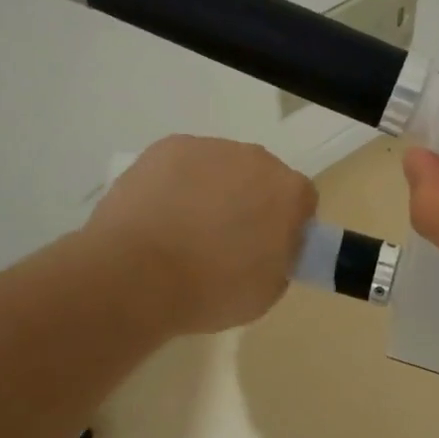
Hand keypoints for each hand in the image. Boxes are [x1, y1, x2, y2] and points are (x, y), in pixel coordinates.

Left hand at [86, 136, 315, 334]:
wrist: (137, 276)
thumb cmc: (211, 291)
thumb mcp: (268, 290)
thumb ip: (281, 257)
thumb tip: (271, 245)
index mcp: (289, 192)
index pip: (302, 202)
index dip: (287, 225)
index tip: (267, 249)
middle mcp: (256, 159)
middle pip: (261, 177)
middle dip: (249, 201)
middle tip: (224, 239)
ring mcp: (210, 148)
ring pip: (220, 166)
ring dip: (212, 189)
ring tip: (182, 228)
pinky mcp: (168, 147)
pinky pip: (183, 164)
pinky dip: (176, 182)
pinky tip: (158, 213)